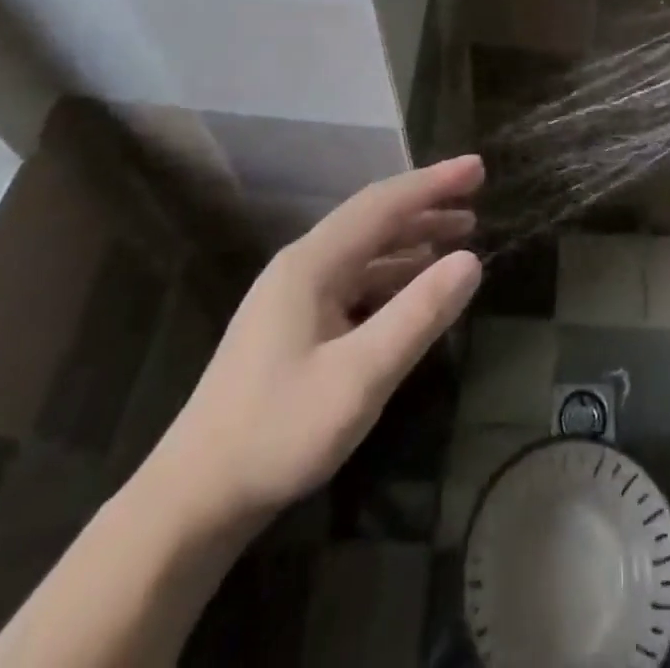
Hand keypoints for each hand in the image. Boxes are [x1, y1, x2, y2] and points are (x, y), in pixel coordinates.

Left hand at [147, 156, 483, 526]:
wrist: (192, 501)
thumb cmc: (278, 432)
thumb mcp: (360, 377)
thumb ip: (418, 315)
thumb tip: (472, 261)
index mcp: (312, 264)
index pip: (384, 204)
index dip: (434, 182)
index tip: (478, 168)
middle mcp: (302, 266)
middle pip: (374, 219)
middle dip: (427, 203)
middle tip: (477, 196)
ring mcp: (294, 296)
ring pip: (365, 248)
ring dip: (413, 237)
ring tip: (460, 233)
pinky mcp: (293, 325)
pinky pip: (355, 279)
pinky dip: (393, 270)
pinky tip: (415, 284)